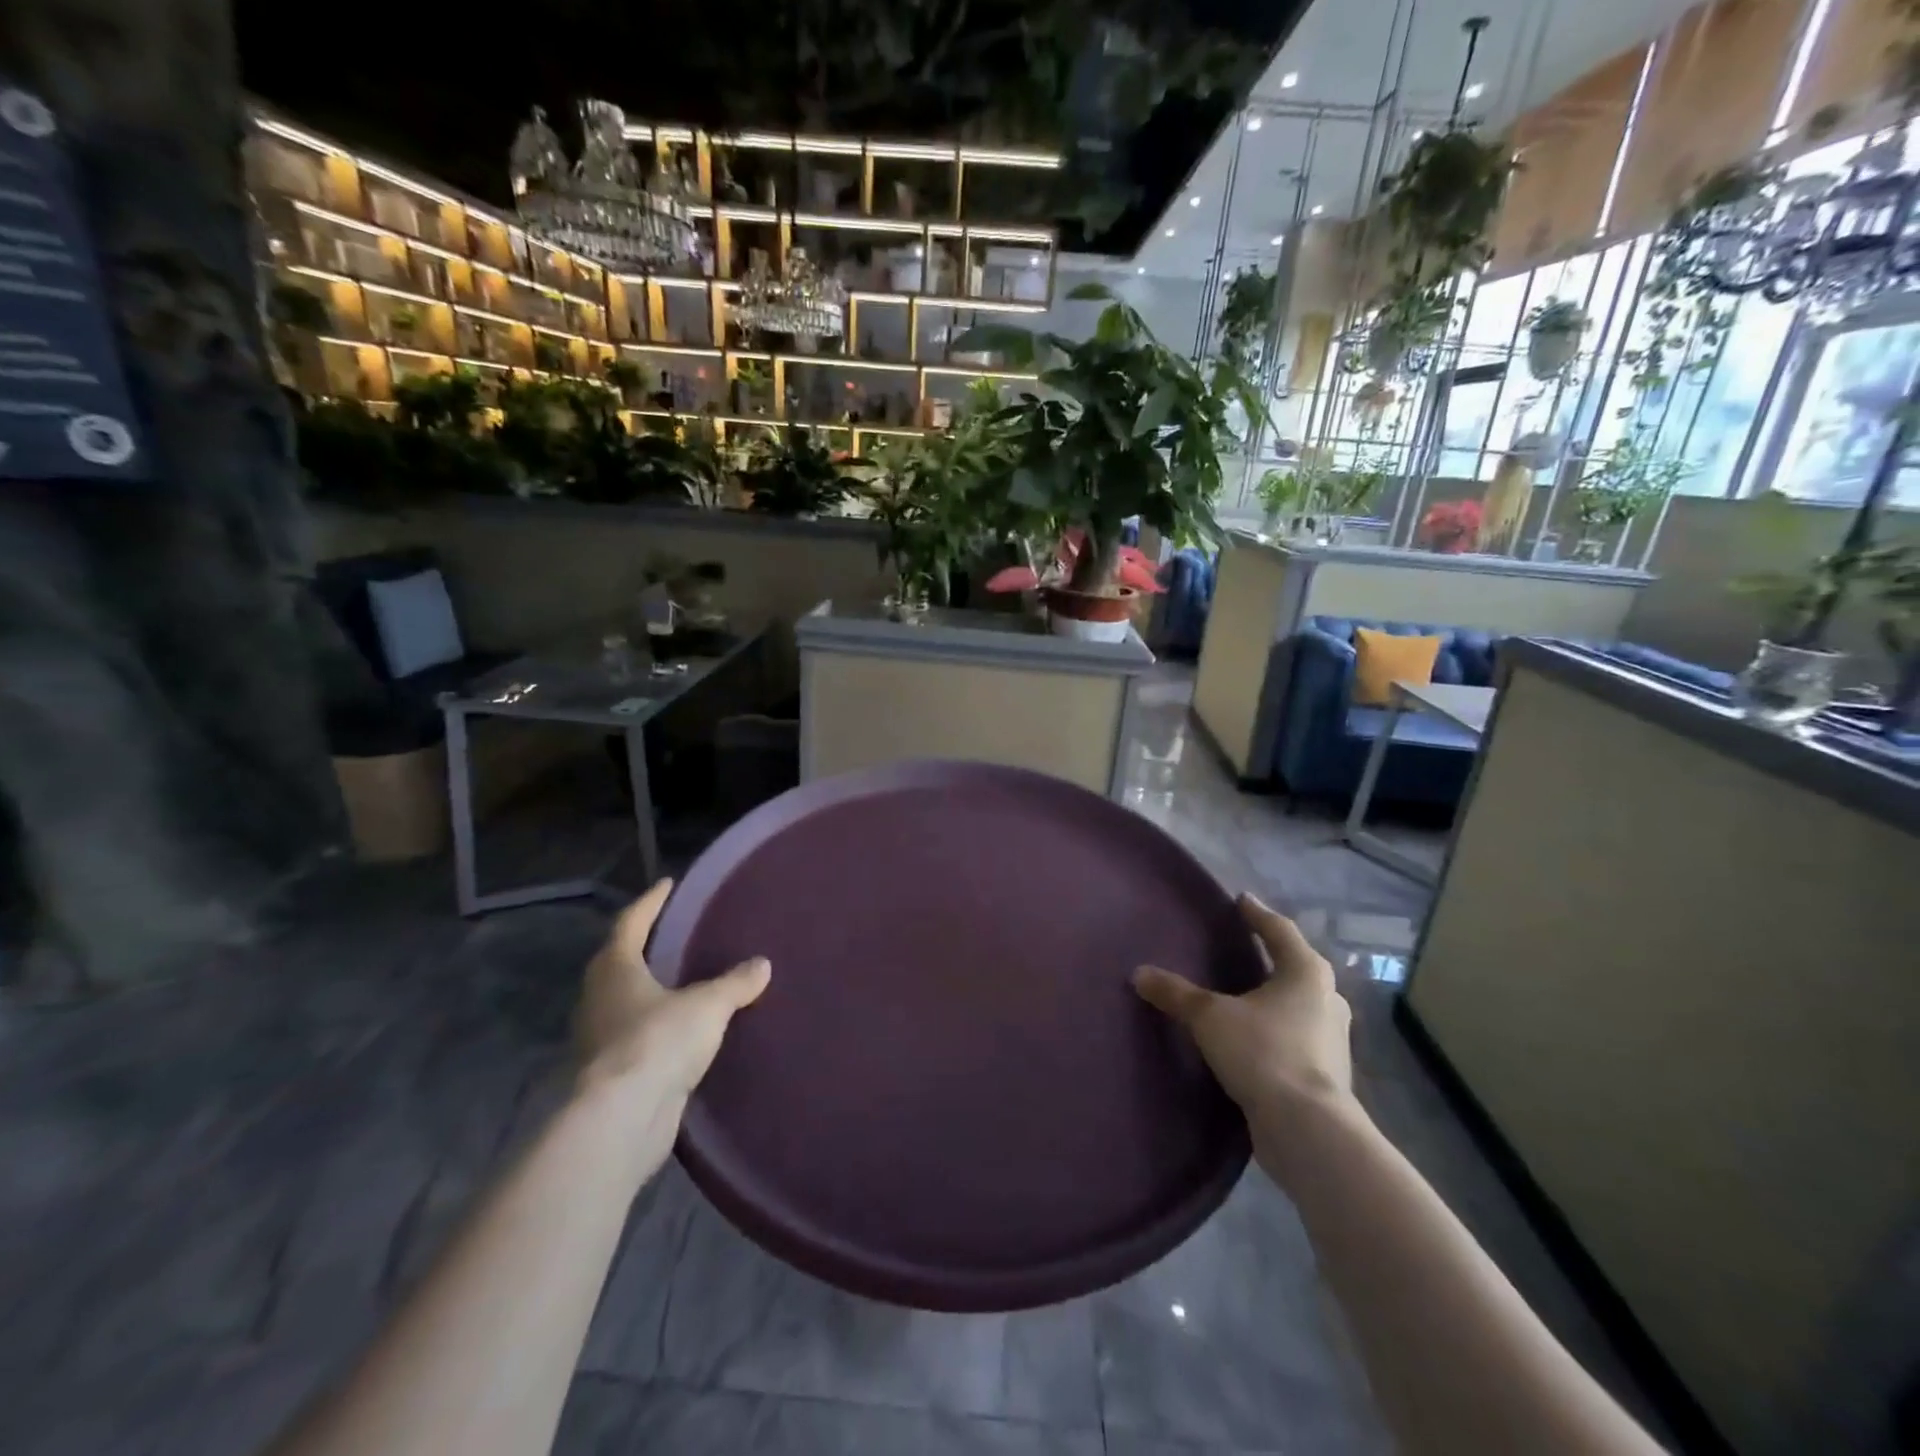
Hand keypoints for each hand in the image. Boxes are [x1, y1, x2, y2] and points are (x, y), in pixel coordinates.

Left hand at [576, 880, 770, 1103]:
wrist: (622, 1119)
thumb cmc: (659, 1041)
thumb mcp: (708, 1005)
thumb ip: (735, 982)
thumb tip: (762, 964)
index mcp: (615, 969)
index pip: (631, 923)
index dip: (650, 902)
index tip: (667, 884)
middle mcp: (599, 998)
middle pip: (619, 962)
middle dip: (643, 947)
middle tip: (673, 934)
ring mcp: (599, 1038)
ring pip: (624, 1002)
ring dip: (648, 990)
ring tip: (681, 982)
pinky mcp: (610, 1073)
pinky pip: (635, 1036)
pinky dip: (655, 1027)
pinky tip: (679, 1031)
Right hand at [1134, 893, 1355, 1126]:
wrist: (1308, 1129)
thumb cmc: (1264, 1052)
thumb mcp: (1210, 1017)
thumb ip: (1176, 993)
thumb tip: (1139, 973)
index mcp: (1306, 972)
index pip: (1279, 930)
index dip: (1256, 914)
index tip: (1241, 901)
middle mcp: (1327, 998)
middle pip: (1296, 966)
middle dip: (1272, 956)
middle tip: (1245, 947)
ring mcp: (1332, 1037)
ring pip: (1301, 1003)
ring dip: (1276, 995)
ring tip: (1247, 993)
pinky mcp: (1327, 1071)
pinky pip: (1298, 1035)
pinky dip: (1277, 1028)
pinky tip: (1256, 1036)